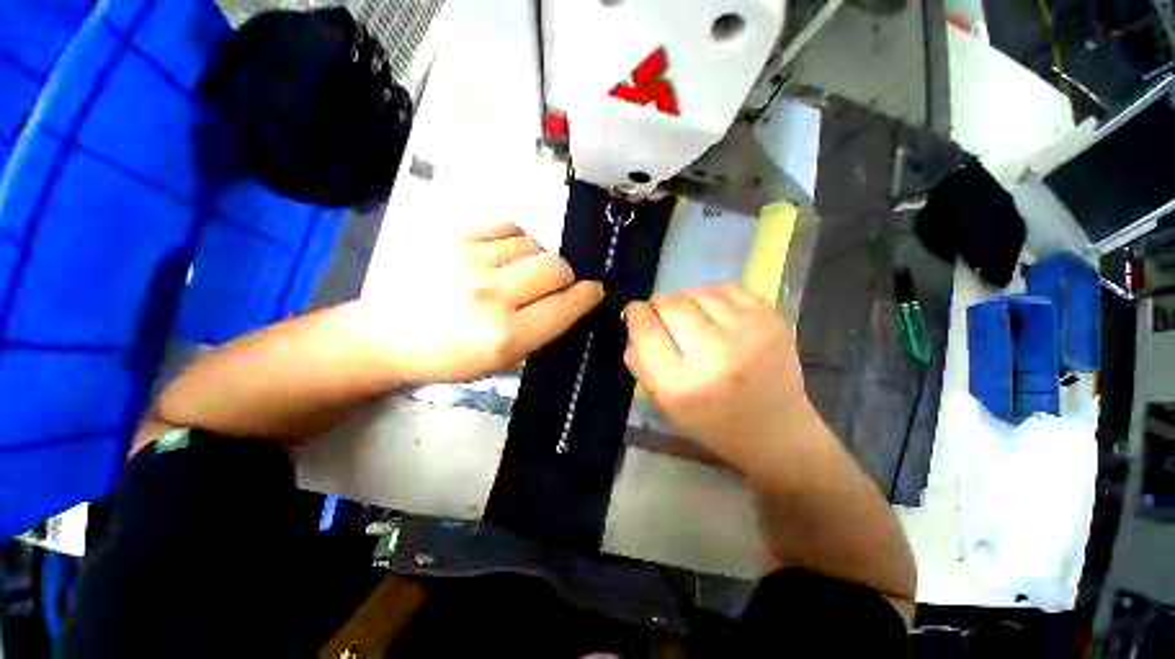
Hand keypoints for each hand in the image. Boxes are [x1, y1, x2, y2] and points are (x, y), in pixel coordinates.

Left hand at [361, 222, 602, 382]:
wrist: (387, 336)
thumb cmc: (449, 357)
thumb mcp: (504, 362)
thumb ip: (543, 331)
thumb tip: (572, 300)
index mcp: (505, 336)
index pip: (567, 304)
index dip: (588, 295)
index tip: (593, 291)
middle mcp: (490, 295)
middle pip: (556, 266)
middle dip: (564, 277)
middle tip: (550, 286)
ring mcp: (468, 260)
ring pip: (533, 244)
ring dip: (535, 260)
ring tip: (515, 273)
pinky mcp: (450, 235)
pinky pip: (507, 225)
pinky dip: (514, 240)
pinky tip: (500, 254)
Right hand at [623, 284, 811, 469]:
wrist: (775, 430)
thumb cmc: (711, 421)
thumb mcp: (663, 403)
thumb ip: (641, 361)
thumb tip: (634, 319)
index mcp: (680, 385)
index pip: (645, 329)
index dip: (635, 314)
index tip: (636, 314)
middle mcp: (713, 355)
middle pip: (669, 304)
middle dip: (658, 306)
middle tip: (664, 318)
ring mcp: (747, 333)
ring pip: (696, 291)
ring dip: (686, 300)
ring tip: (692, 318)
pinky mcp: (770, 319)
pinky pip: (727, 287)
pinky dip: (713, 295)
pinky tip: (715, 313)